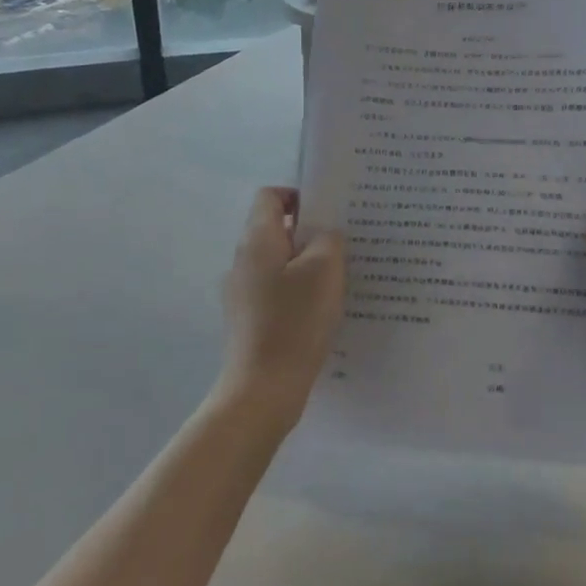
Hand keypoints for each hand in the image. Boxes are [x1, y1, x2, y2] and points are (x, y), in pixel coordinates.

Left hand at [219, 187, 346, 427]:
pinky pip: (276, 291)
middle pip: (275, 230)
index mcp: (257, 240)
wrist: (263, 389)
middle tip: (344, 243)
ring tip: (339, 277)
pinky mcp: (247, 320)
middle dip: (309, 232)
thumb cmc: (295, 321)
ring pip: (278, 262)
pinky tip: (322, 310)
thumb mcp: (324, 270)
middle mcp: (242, 260)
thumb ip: (328, 240)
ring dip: (306, 264)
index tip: (329, 211)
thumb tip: (324, 234)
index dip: (299, 196)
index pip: (270, 197)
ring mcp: (241, 292)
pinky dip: (298, 291)